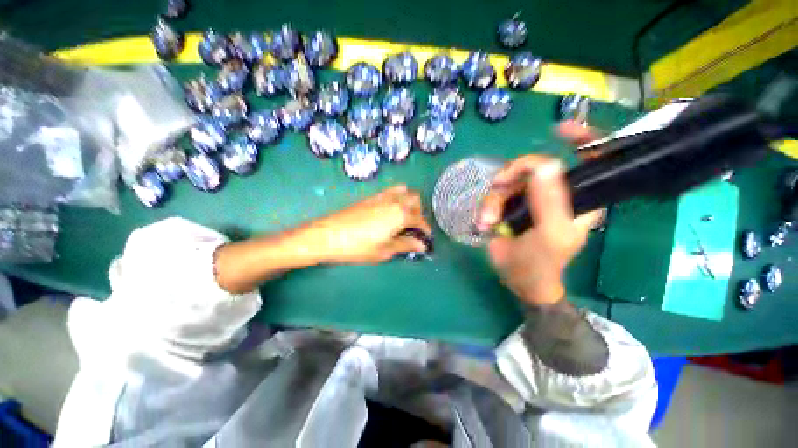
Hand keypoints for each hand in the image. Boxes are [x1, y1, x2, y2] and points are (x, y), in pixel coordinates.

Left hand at [304, 185, 431, 264]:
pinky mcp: (371, 196)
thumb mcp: (385, 250)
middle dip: (419, 212)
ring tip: (403, 217)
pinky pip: (390, 191)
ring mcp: (382, 196)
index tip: (425, 240)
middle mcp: (394, 201)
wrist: (328, 235)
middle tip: (413, 228)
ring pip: (404, 191)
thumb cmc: (358, 247)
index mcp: (400, 214)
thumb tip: (422, 245)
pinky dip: (397, 197)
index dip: (425, 230)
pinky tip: (389, 212)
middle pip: (415, 199)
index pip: (420, 220)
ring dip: (409, 202)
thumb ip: (406, 245)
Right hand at [476, 123, 602, 306]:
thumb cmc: (542, 262)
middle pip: (533, 167)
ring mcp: (528, 198)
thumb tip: (544, 165)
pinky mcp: (509, 205)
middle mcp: (554, 192)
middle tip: (497, 188)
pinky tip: (484, 223)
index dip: (582, 139)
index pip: (591, 159)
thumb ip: (550, 202)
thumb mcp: (549, 234)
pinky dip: (486, 207)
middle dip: (511, 176)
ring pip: (508, 182)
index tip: (559, 131)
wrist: (518, 279)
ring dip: (493, 201)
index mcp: (578, 198)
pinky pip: (495, 194)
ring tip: (487, 221)